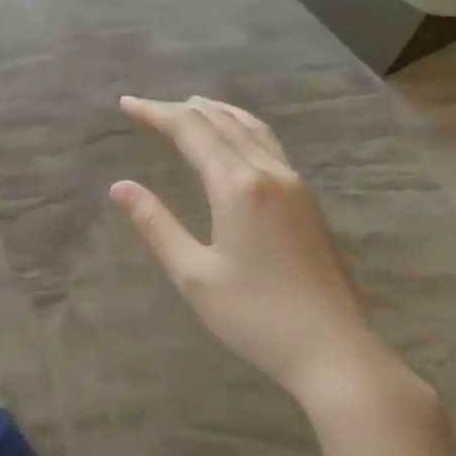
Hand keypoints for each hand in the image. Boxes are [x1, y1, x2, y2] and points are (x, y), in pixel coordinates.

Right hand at [110, 95, 409, 409]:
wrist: (335, 351)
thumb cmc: (256, 316)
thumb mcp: (194, 274)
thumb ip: (156, 225)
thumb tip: (120, 187)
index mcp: (238, 186)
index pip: (191, 131)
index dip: (156, 114)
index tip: (126, 104)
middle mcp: (270, 173)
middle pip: (222, 123)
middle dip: (182, 110)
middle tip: (147, 107)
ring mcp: (296, 186)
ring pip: (252, 130)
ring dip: (217, 113)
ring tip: (192, 107)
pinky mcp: (308, 203)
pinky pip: (269, 146)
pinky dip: (241, 130)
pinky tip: (235, 143)